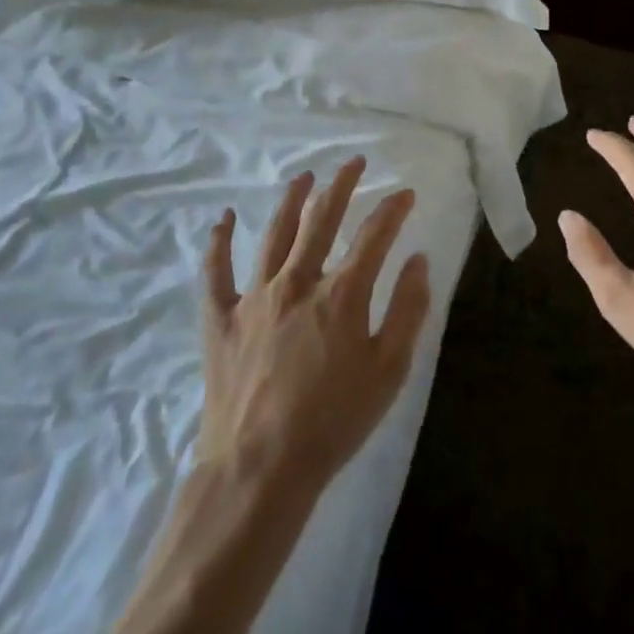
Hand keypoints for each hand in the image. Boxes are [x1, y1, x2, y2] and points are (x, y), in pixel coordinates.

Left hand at [198, 158, 431, 495]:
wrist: (260, 471)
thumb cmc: (333, 423)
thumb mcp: (389, 372)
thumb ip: (408, 310)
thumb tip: (417, 259)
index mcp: (341, 295)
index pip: (374, 236)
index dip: (393, 209)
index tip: (405, 194)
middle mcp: (297, 282)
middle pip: (321, 219)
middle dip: (342, 185)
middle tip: (354, 163)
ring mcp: (254, 297)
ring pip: (274, 233)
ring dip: (292, 200)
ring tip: (305, 177)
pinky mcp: (220, 318)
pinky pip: (216, 271)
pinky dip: (219, 242)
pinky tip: (223, 218)